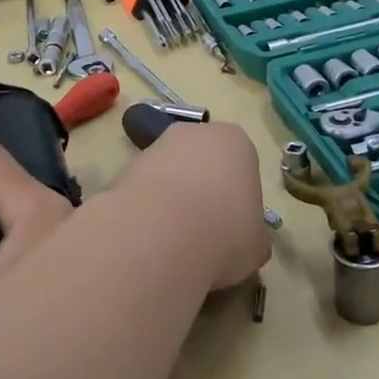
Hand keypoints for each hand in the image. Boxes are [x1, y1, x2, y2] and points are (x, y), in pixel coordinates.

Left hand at [115, 120, 271, 290]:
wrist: (161, 236)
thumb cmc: (226, 233)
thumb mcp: (257, 244)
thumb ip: (252, 235)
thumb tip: (242, 241)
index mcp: (236, 142)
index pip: (242, 165)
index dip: (238, 198)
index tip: (234, 227)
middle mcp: (194, 134)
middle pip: (201, 162)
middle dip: (201, 191)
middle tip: (204, 232)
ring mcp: (153, 148)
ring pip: (168, 176)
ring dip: (170, 202)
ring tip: (173, 243)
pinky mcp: (121, 169)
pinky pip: (142, 192)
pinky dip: (145, 212)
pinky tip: (148, 240)